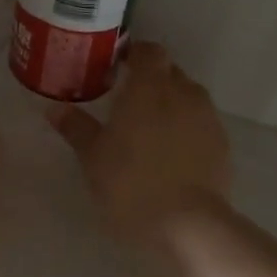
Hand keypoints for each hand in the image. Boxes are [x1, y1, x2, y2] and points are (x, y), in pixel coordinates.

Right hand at [48, 43, 230, 240]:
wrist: (188, 225)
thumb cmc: (130, 184)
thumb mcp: (93, 157)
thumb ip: (76, 128)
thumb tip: (54, 108)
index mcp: (149, 88)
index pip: (148, 51)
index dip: (133, 54)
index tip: (116, 68)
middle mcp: (182, 93)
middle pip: (169, 72)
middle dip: (150, 79)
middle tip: (126, 100)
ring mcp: (207, 118)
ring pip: (187, 97)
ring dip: (170, 103)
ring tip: (149, 128)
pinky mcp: (222, 144)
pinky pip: (200, 123)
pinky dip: (186, 128)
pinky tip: (170, 153)